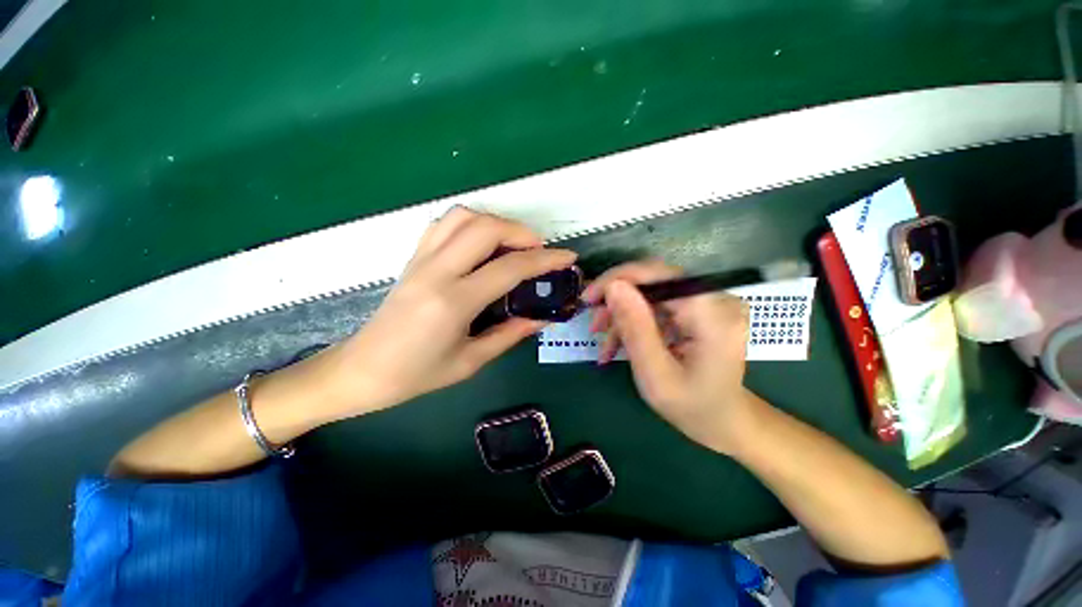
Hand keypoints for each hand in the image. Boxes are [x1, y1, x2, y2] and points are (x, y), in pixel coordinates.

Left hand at [320, 207, 576, 418]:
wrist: (362, 370)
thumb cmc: (416, 375)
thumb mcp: (470, 362)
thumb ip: (510, 334)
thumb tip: (541, 319)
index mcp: (454, 302)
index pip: (509, 268)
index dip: (545, 260)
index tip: (567, 257)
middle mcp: (437, 271)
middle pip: (485, 228)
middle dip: (521, 232)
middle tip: (539, 250)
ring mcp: (421, 260)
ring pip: (463, 217)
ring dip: (495, 222)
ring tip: (512, 243)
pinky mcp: (412, 258)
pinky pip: (443, 224)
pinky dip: (470, 224)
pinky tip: (480, 244)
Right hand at [581, 260, 758, 454]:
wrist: (724, 421)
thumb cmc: (692, 407)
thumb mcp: (655, 374)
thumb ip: (635, 328)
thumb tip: (613, 285)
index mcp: (712, 314)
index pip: (657, 274)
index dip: (617, 279)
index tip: (588, 299)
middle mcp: (717, 298)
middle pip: (653, 281)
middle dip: (617, 301)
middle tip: (594, 326)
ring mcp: (710, 302)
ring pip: (651, 293)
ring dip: (624, 315)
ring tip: (605, 343)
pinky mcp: (701, 308)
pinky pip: (659, 305)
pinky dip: (637, 321)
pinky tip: (620, 343)